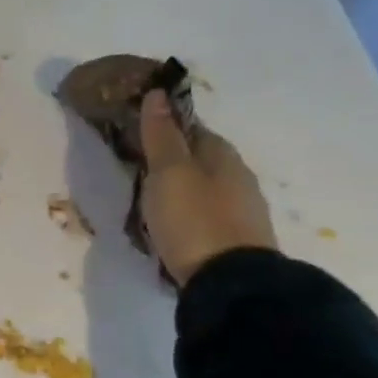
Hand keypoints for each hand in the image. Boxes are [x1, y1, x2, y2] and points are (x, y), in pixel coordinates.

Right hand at [138, 90, 277, 285]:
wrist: (230, 283)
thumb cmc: (194, 219)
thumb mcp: (168, 173)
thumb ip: (161, 135)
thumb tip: (158, 94)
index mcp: (222, 154)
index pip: (192, 128)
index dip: (165, 126)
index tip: (137, 132)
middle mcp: (238, 176)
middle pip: (199, 158)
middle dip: (172, 159)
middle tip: (137, 169)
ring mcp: (241, 210)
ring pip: (204, 187)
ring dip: (180, 189)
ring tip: (149, 201)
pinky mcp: (236, 239)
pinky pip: (205, 214)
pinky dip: (188, 213)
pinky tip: (172, 225)